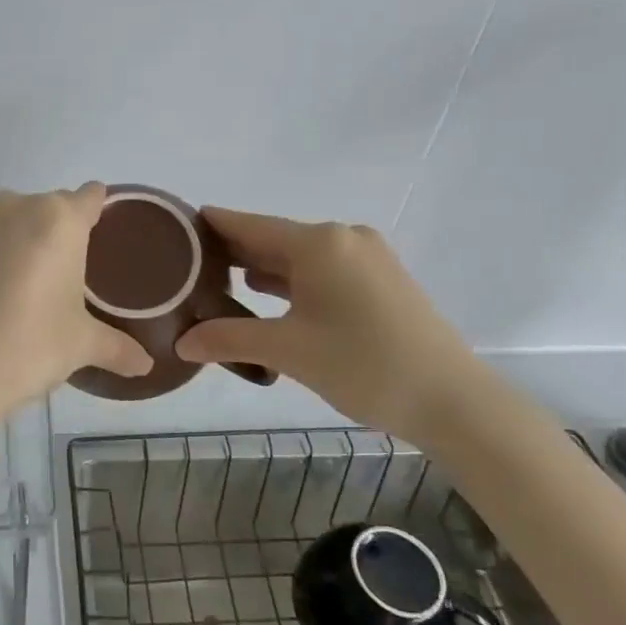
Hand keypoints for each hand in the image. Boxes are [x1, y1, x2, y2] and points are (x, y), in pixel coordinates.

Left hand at [0, 185, 151, 424]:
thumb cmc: (29, 346)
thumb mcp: (81, 345)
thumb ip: (118, 347)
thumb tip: (146, 366)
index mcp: (60, 219)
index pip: (91, 197)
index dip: (102, 213)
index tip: (108, 240)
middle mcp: (19, 206)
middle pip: (53, 207)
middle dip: (64, 234)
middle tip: (74, 276)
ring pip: (17, 219)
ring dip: (28, 240)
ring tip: (35, 285)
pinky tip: (1, 291)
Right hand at [175, 208, 481, 437]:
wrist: (454, 400)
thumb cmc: (364, 365)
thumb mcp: (288, 351)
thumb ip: (229, 339)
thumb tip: (181, 342)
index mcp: (318, 242)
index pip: (247, 224)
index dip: (210, 226)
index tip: (172, 228)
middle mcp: (343, 237)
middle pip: (272, 238)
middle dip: (231, 253)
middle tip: (185, 266)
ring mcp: (367, 257)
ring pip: (298, 256)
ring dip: (261, 269)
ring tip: (217, 283)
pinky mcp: (381, 280)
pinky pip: (322, 270)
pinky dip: (292, 282)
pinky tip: (267, 297)